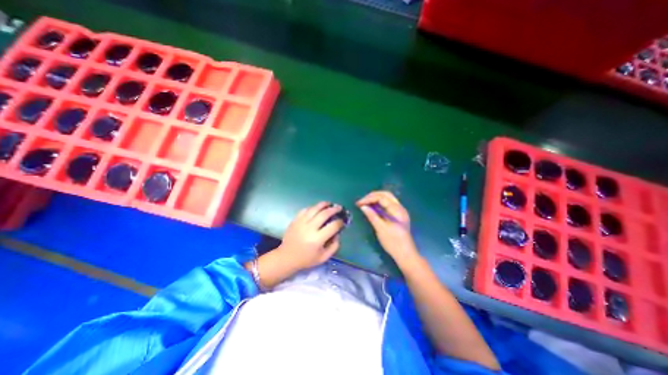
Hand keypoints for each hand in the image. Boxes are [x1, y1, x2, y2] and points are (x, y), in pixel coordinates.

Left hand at [276, 201, 343, 271]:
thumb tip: (338, 233)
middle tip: (339, 208)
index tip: (342, 221)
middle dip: (334, 209)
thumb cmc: (306, 259)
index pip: (332, 226)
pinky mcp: (295, 220)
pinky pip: (305, 210)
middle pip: (324, 214)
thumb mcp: (323, 257)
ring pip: (314, 209)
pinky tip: (317, 208)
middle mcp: (309, 228)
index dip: (340, 222)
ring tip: (329, 203)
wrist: (287, 257)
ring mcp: (301, 223)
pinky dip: (313, 207)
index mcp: (317, 239)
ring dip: (323, 204)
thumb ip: (334, 246)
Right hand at [358, 191, 418, 264]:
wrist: (405, 254)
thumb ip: (372, 215)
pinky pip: (388, 204)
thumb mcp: (380, 229)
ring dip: (376, 198)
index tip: (359, 203)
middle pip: (385, 194)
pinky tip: (373, 207)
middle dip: (372, 196)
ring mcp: (400, 211)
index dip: (369, 198)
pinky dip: (379, 203)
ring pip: (387, 198)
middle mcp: (400, 207)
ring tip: (365, 203)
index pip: (381, 197)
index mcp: (396, 210)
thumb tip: (362, 206)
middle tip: (362, 201)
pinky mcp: (398, 216)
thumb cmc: (393, 242)